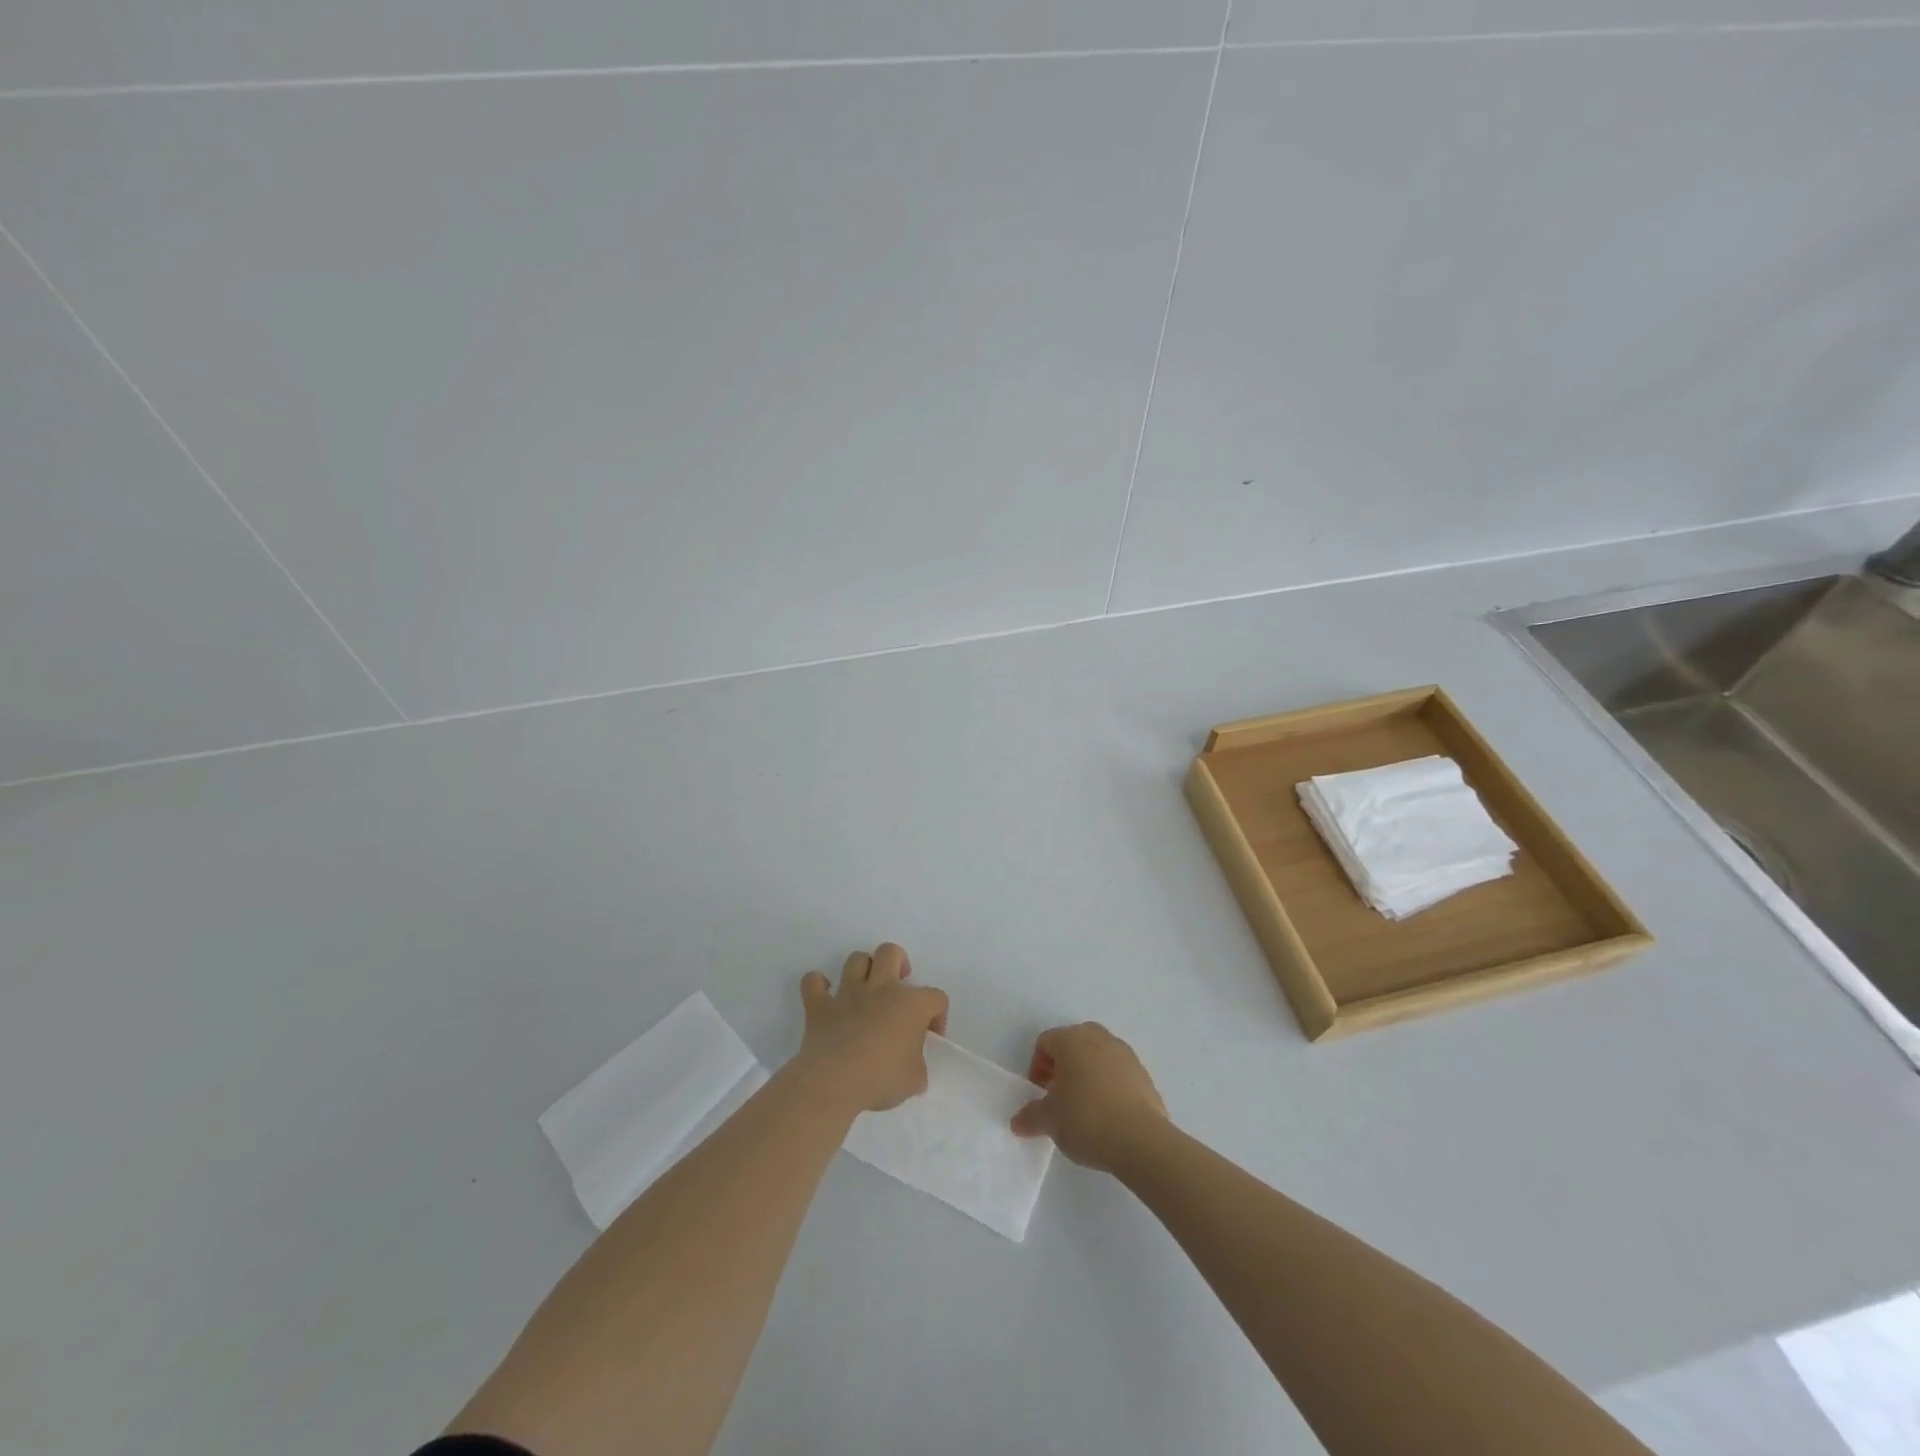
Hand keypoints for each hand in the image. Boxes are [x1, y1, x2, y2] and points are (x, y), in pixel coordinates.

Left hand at [792, 943, 948, 1118]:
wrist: (834, 1083)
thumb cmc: (881, 1080)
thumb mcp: (915, 1080)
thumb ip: (918, 1064)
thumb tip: (911, 1063)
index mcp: (911, 1005)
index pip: (936, 998)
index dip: (938, 1015)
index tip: (930, 1037)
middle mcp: (881, 989)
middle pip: (890, 952)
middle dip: (898, 962)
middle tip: (897, 987)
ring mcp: (848, 993)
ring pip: (856, 959)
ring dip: (862, 971)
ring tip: (865, 990)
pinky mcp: (819, 1006)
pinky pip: (813, 982)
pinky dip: (817, 985)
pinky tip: (824, 997)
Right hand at [1010, 1023, 1168, 1172]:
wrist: (1141, 1140)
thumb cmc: (1086, 1120)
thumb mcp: (1050, 1121)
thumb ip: (1030, 1117)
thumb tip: (1017, 1122)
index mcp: (1072, 1040)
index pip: (1046, 1042)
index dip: (1037, 1066)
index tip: (1040, 1093)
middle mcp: (1099, 1038)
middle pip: (1073, 1043)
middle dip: (1063, 1065)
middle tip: (1059, 1095)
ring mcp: (1125, 1054)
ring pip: (1098, 1055)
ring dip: (1087, 1073)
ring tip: (1084, 1106)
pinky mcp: (1144, 1074)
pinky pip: (1118, 1072)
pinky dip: (1109, 1085)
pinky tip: (1108, 1114)